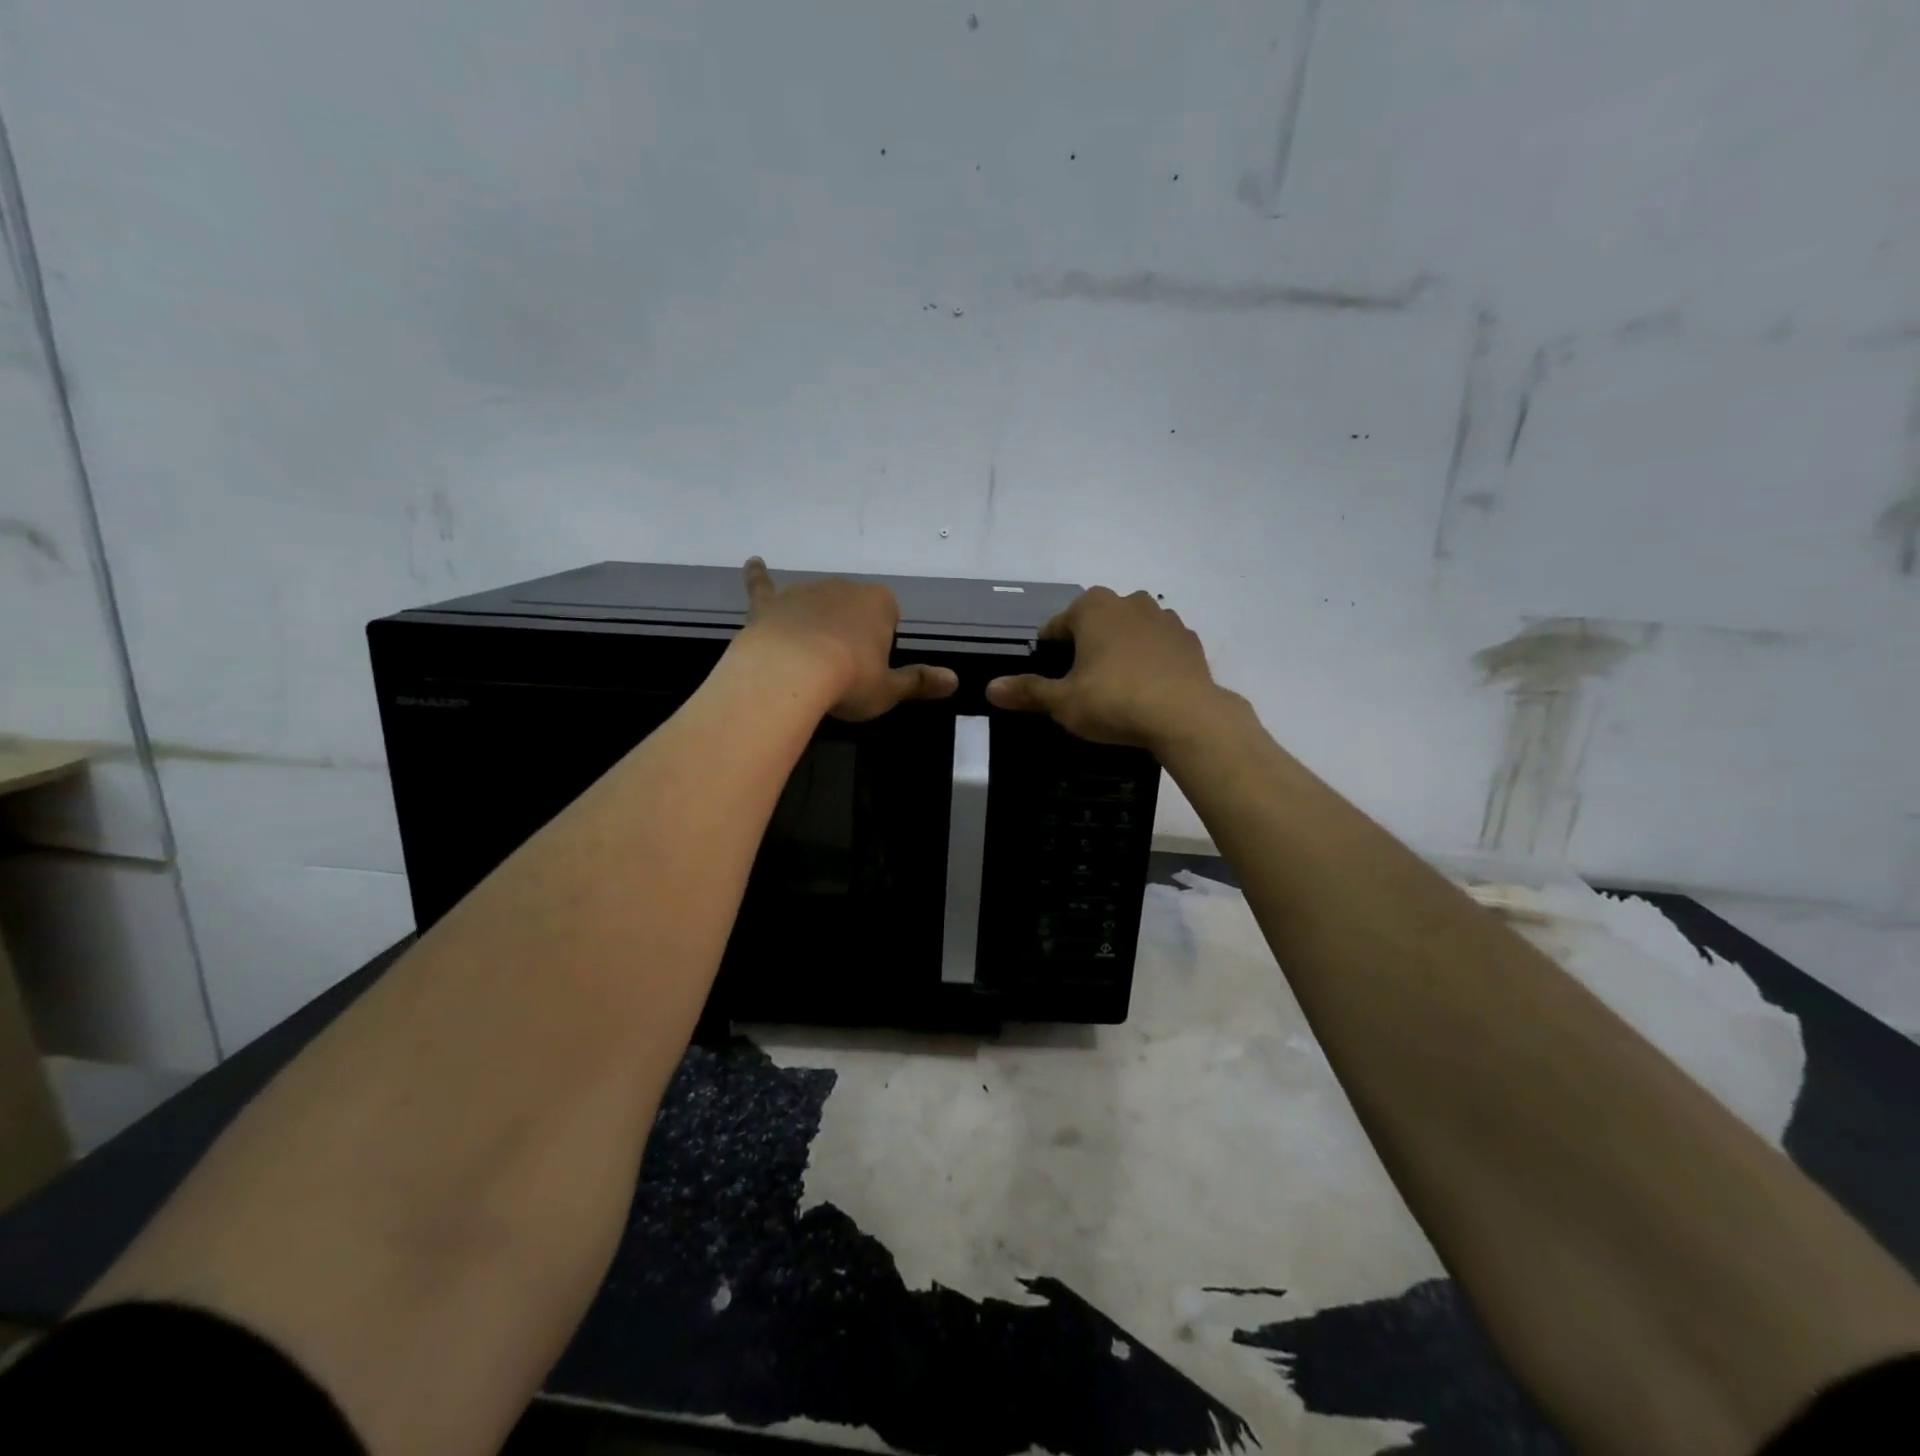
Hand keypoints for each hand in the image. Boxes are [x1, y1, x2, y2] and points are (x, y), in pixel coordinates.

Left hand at [738, 557, 957, 720]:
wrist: (790, 672)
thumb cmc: (849, 680)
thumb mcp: (888, 689)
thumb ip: (919, 682)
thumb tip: (954, 680)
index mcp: (880, 603)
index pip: (889, 616)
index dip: (881, 642)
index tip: (871, 667)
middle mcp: (844, 587)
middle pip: (852, 607)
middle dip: (848, 630)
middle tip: (842, 668)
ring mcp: (804, 591)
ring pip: (816, 602)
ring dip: (816, 620)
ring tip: (809, 656)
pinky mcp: (770, 603)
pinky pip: (764, 585)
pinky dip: (759, 576)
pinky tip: (754, 563)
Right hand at [986, 587, 1219, 749]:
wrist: (1186, 716)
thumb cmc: (1114, 701)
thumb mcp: (1063, 702)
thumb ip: (1027, 691)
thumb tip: (990, 688)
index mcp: (1092, 608)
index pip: (1057, 626)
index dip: (1049, 652)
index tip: (1051, 679)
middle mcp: (1129, 601)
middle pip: (1095, 623)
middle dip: (1086, 647)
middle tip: (1082, 685)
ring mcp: (1164, 618)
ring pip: (1130, 630)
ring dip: (1120, 649)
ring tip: (1116, 686)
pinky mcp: (1189, 640)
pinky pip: (1159, 646)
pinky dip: (1150, 660)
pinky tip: (1147, 689)